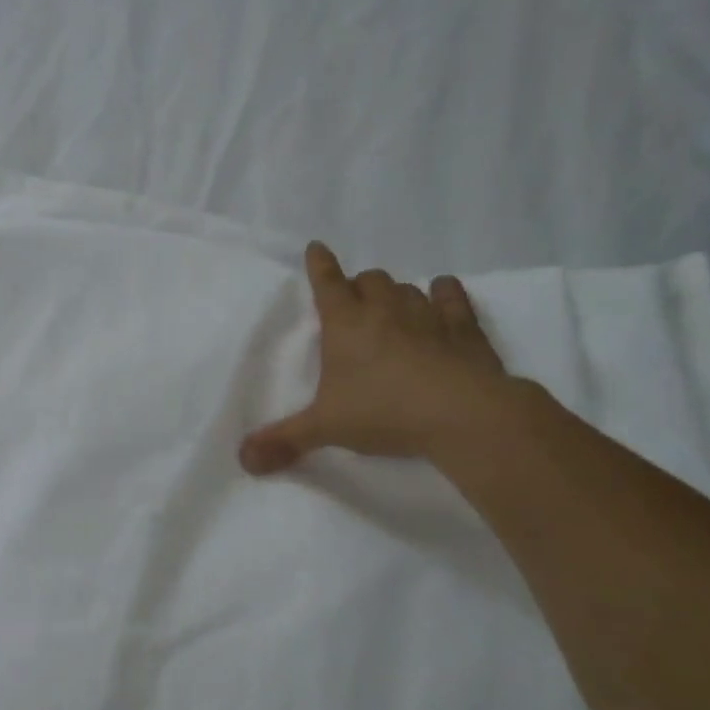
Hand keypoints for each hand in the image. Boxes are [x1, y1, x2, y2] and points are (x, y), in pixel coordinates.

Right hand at [239, 242, 509, 470]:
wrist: (463, 415)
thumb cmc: (384, 412)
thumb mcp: (325, 428)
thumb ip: (284, 441)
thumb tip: (244, 461)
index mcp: (345, 325)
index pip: (326, 284)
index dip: (319, 265)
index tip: (316, 248)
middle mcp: (384, 311)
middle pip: (370, 280)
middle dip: (360, 286)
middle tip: (355, 304)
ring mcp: (428, 316)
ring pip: (408, 288)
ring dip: (397, 294)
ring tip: (393, 308)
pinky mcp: (465, 330)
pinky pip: (453, 298)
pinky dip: (445, 294)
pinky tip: (443, 294)